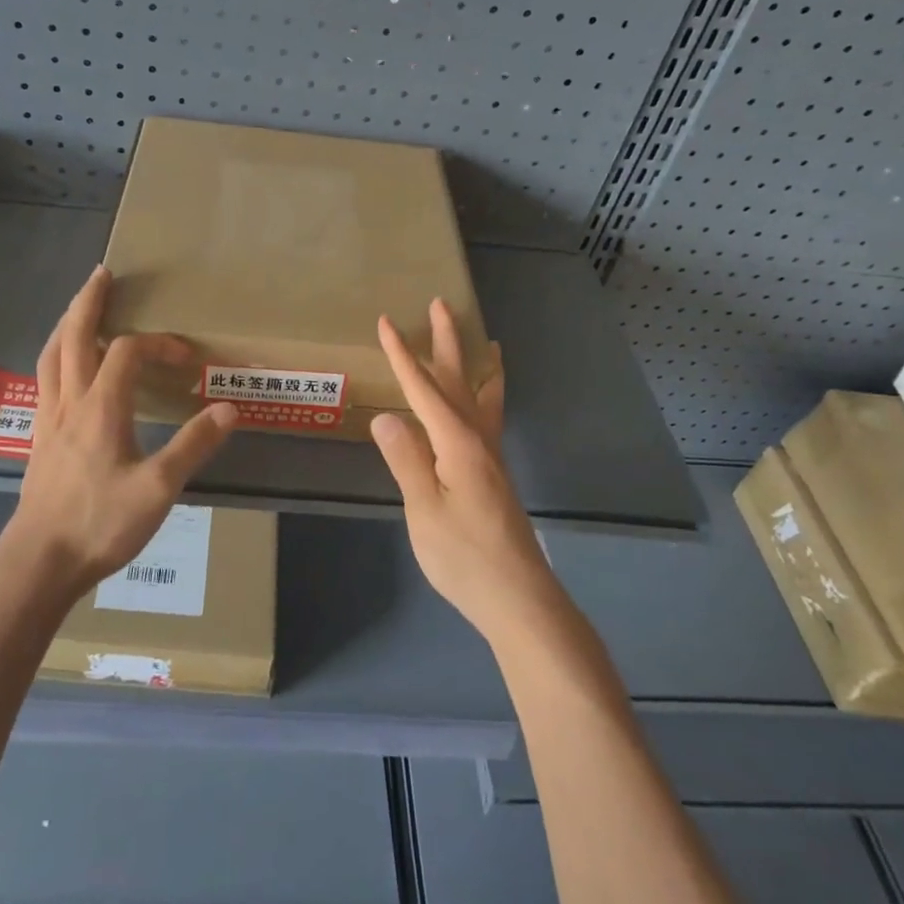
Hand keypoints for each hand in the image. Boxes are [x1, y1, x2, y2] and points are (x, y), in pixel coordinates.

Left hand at [3, 266, 237, 596]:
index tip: (186, 357)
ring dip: (65, 325)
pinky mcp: (38, 440)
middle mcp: (70, 403)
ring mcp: (48, 420)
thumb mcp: (157, 488)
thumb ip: (193, 446)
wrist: (39, 561)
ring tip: (77, 308)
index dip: (157, 344)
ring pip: (51, 357)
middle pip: (73, 337)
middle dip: (88, 302)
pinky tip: (61, 369)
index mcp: (101, 407)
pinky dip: (54, 358)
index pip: (127, 352)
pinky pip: (44, 382)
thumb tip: (229, 409)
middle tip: (101, 274)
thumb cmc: (99, 523)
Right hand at [370, 299, 557, 640]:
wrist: (518, 598)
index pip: (423, 390)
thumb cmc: (465, 556)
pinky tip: (484, 403)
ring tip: (486, 342)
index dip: (402, 356)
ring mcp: (490, 458)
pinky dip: (487, 395)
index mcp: (457, 444)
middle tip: (440, 306)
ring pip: (481, 397)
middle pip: (459, 381)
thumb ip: (407, 460)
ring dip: (475, 365)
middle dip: (447, 342)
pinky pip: (489, 418)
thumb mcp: (424, 510)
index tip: (386, 322)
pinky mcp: (493, 475)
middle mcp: (478, 441)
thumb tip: (386, 416)